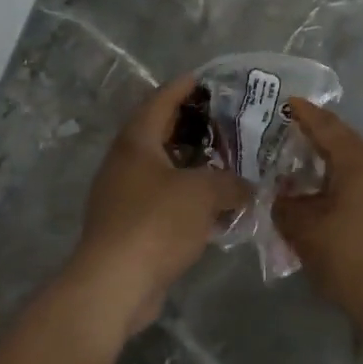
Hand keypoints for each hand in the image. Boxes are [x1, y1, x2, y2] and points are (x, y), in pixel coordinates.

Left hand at [67, 73, 250, 338]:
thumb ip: (231, 182)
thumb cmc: (156, 222)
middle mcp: (125, 162)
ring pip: (163, 168)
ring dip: (192, 164)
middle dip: (193, 126)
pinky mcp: (129, 226)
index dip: (185, 87)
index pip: (161, 100)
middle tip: (227, 122)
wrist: (115, 284)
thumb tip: (247, 186)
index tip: (209, 79)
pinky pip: (163, 199)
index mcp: (137, 141)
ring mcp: (123, 195)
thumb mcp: (203, 192)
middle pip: (161, 132)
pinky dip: (187, 196)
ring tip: (226, 161)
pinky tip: (214, 205)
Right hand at [273, 99, 362, 338]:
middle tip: (290, 138)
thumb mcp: (304, 228)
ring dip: (329, 169)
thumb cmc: (348, 251)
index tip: (289, 102)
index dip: (305, 114)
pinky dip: (342, 187)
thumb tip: (282, 196)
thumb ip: (286, 206)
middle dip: (316, 141)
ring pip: (355, 168)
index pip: (327, 127)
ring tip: (303, 173)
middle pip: (344, 145)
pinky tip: (324, 200)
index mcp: (359, 159)